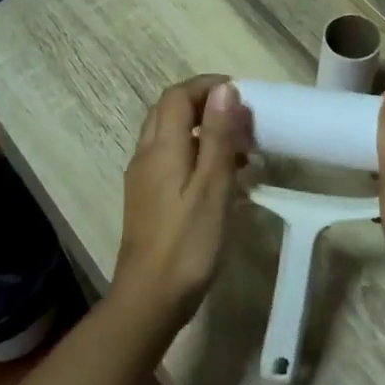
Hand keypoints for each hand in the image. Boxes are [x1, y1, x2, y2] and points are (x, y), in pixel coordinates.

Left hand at [112, 77, 251, 322]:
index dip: (207, 86)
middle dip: (205, 105)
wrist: (150, 298)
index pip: (177, 96)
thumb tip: (224, 88)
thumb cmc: (188, 243)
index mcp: (161, 148)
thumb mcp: (212, 186)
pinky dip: (195, 155)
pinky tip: (221, 179)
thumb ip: (218, 136)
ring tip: (240, 149)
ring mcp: (143, 179)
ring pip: (170, 137)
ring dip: (202, 131)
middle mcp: (146, 156)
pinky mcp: (147, 200)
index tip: (241, 93)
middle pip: (169, 112)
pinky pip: (170, 161)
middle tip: (242, 119)